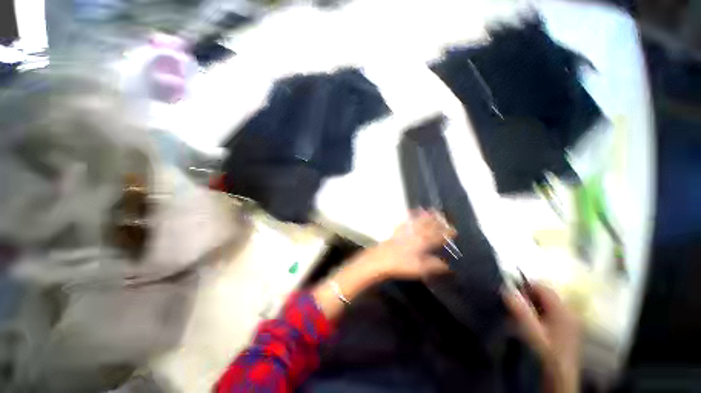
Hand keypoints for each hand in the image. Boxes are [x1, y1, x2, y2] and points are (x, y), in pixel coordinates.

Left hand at [312, 210, 453, 318]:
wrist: (379, 260)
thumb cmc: (399, 266)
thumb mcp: (419, 269)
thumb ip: (434, 266)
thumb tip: (447, 266)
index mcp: (421, 243)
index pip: (436, 236)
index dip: (445, 232)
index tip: (453, 229)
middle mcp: (414, 234)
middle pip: (428, 226)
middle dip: (437, 221)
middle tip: (445, 215)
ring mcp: (404, 231)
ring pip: (417, 221)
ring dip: (425, 216)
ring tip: (432, 210)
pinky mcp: (396, 231)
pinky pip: (405, 221)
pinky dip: (410, 216)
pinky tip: (411, 212)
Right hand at [503, 283, 580, 392]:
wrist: (558, 382)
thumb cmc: (545, 356)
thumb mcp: (532, 334)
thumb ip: (520, 310)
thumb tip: (505, 288)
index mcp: (564, 310)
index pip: (542, 286)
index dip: (523, 285)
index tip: (506, 291)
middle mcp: (569, 312)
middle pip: (543, 294)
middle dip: (525, 296)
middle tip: (510, 304)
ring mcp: (568, 322)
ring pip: (543, 304)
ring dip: (528, 305)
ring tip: (516, 314)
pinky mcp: (563, 330)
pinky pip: (546, 313)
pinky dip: (534, 314)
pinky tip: (526, 324)